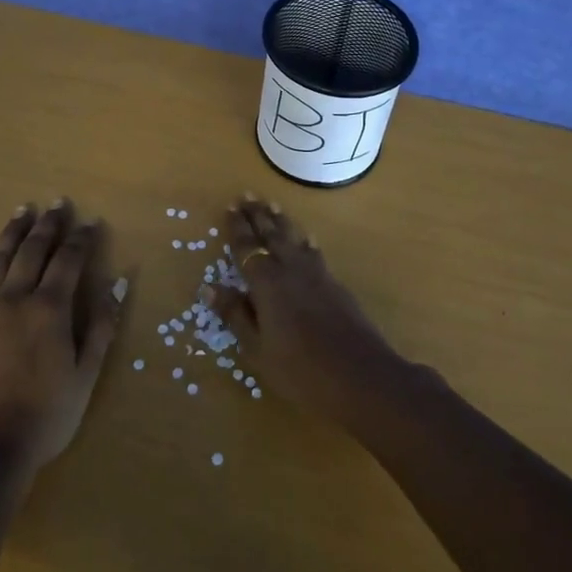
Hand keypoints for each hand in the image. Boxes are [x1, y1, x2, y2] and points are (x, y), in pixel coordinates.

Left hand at [0, 199, 123, 475]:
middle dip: (47, 225)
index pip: (69, 261)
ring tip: (20, 211)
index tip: (91, 221)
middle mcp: (13, 300)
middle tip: (57, 203)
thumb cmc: (45, 419)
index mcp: (49, 309)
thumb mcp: (86, 376)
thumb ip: (102, 326)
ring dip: (10, 234)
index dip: (82, 239)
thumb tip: (119, 282)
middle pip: (32, 252)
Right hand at [206, 194, 404, 429]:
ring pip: (295, 239)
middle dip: (259, 216)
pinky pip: (315, 253)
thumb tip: (209, 287)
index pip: (248, 248)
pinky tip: (308, 239)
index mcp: (267, 284)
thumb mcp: (258, 349)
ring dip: (282, 222)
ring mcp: (317, 275)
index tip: (231, 206)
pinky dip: (306, 242)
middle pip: (272, 236)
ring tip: (273, 206)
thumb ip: (236, 315)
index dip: (238, 228)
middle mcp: (291, 270)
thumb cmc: (301, 370)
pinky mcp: (336, 285)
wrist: (361, 376)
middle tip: (248, 195)